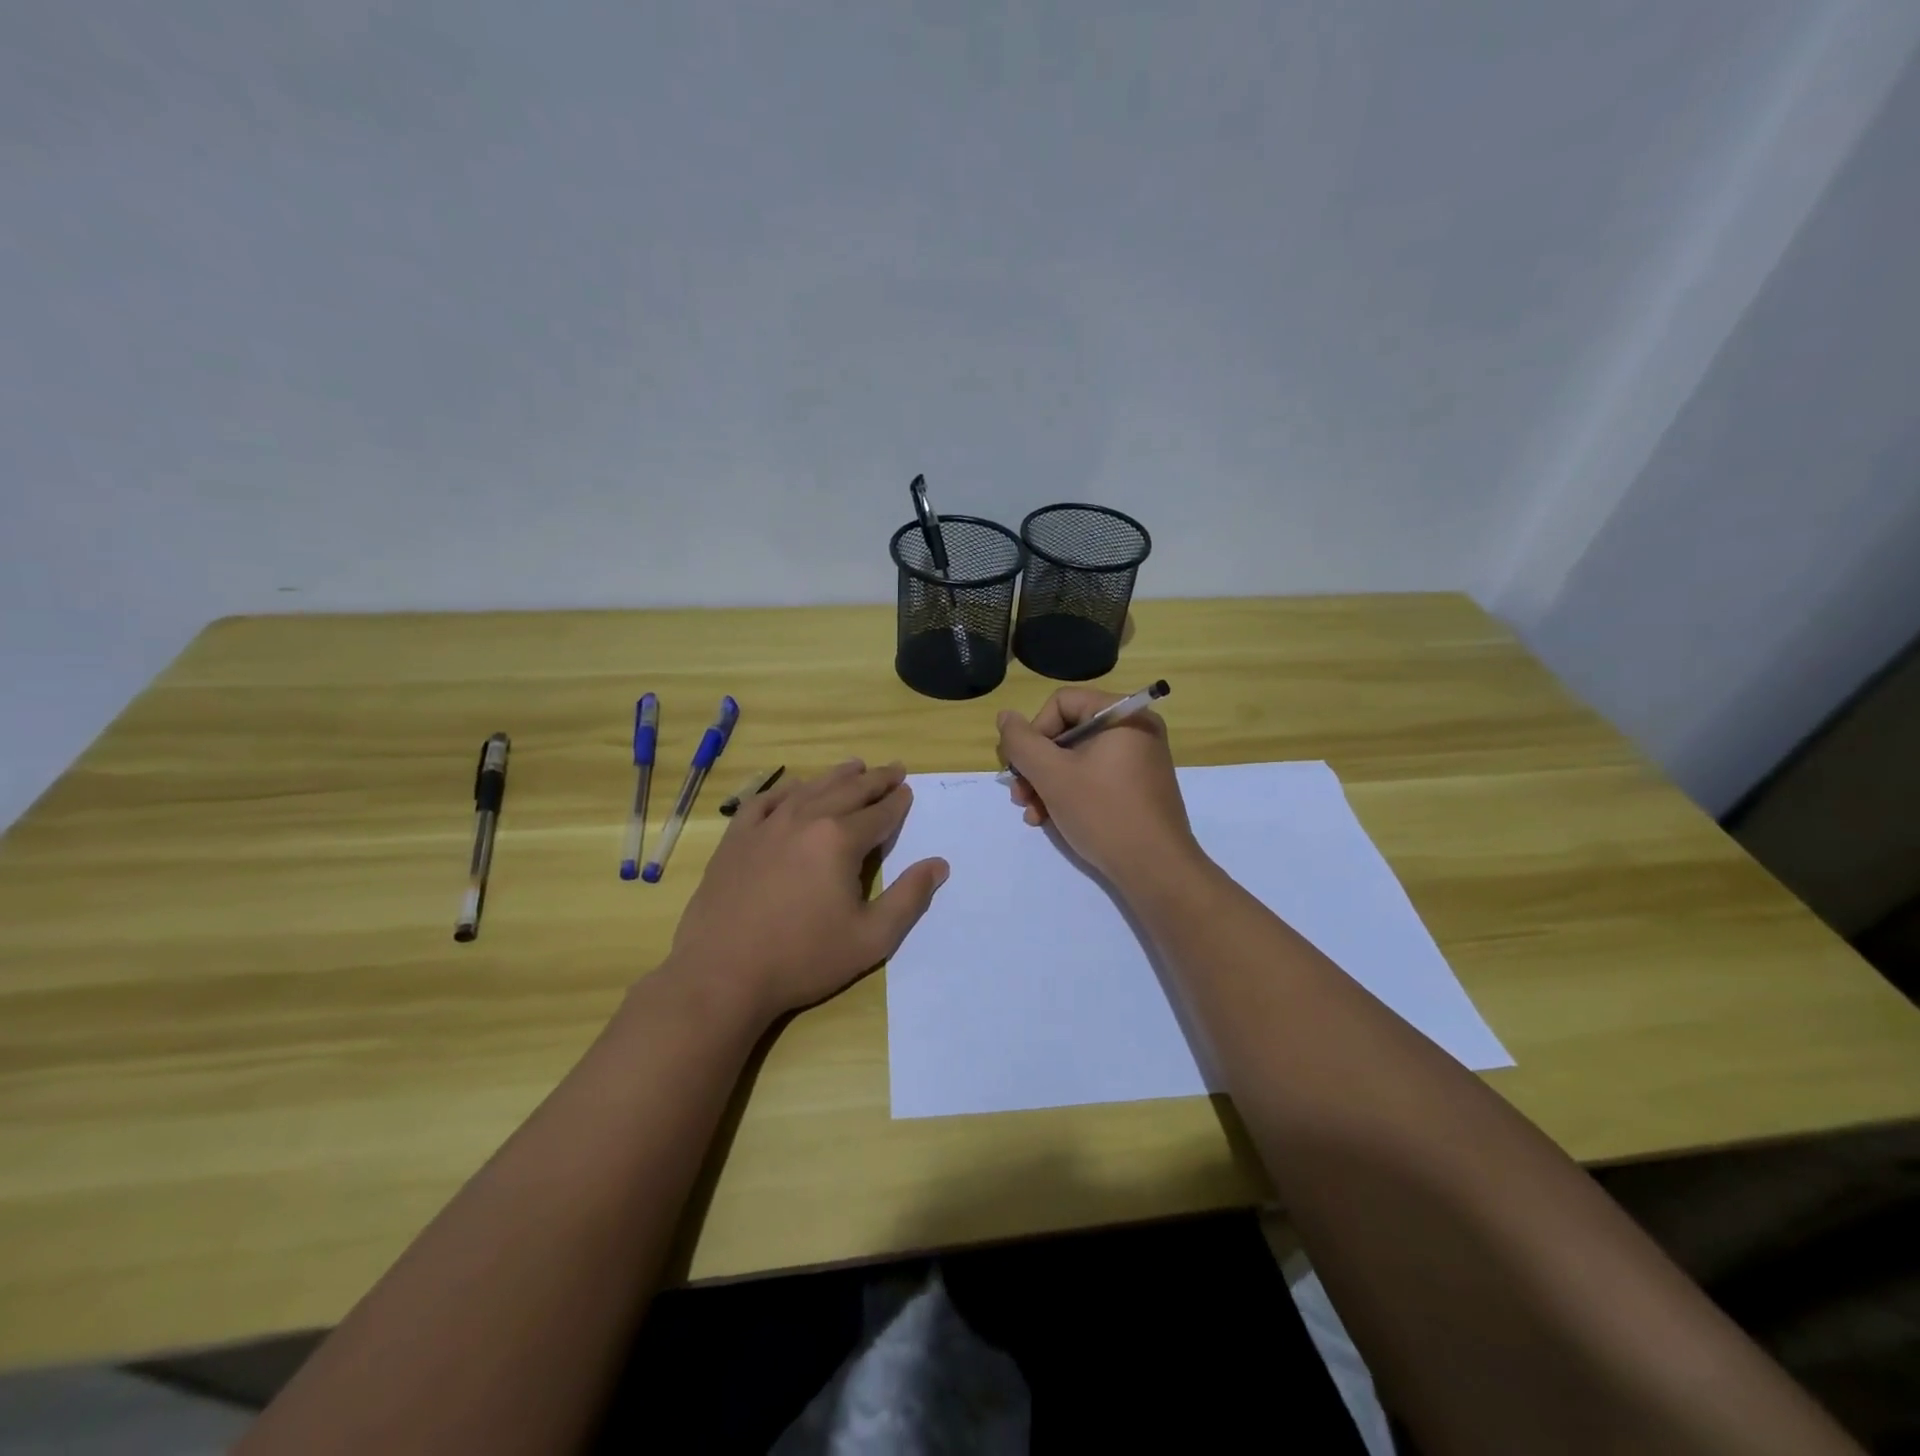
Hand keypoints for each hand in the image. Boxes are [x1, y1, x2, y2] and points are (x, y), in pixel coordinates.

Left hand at [665, 760, 948, 1024]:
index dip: (897, 801)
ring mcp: (766, 826)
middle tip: (893, 768)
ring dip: (836, 776)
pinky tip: (793, 789)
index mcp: (840, 840)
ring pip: (809, 788)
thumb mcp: (871, 938)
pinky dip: (785, 789)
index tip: (907, 790)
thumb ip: (909, 898)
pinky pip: (765, 800)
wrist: (722, 974)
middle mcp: (805, 819)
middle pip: (848, 791)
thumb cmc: (803, 958)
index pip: (879, 812)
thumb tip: (938, 864)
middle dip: (875, 779)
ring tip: (854, 766)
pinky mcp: (736, 838)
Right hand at [996, 690, 1201, 891]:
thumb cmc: (1103, 812)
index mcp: (1123, 715)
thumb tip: (1005, 716)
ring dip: (1045, 783)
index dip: (1034, 731)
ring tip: (1031, 813)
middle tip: (1018, 794)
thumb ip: (1022, 742)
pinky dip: (1068, 794)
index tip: (1022, 766)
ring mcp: (1137, 760)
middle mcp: (1134, 730)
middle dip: (1036, 765)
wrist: (1156, 870)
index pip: (1061, 703)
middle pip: (1066, 732)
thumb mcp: (1052, 775)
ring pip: (1075, 759)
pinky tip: (1049, 819)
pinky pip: (1093, 778)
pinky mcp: (1136, 788)